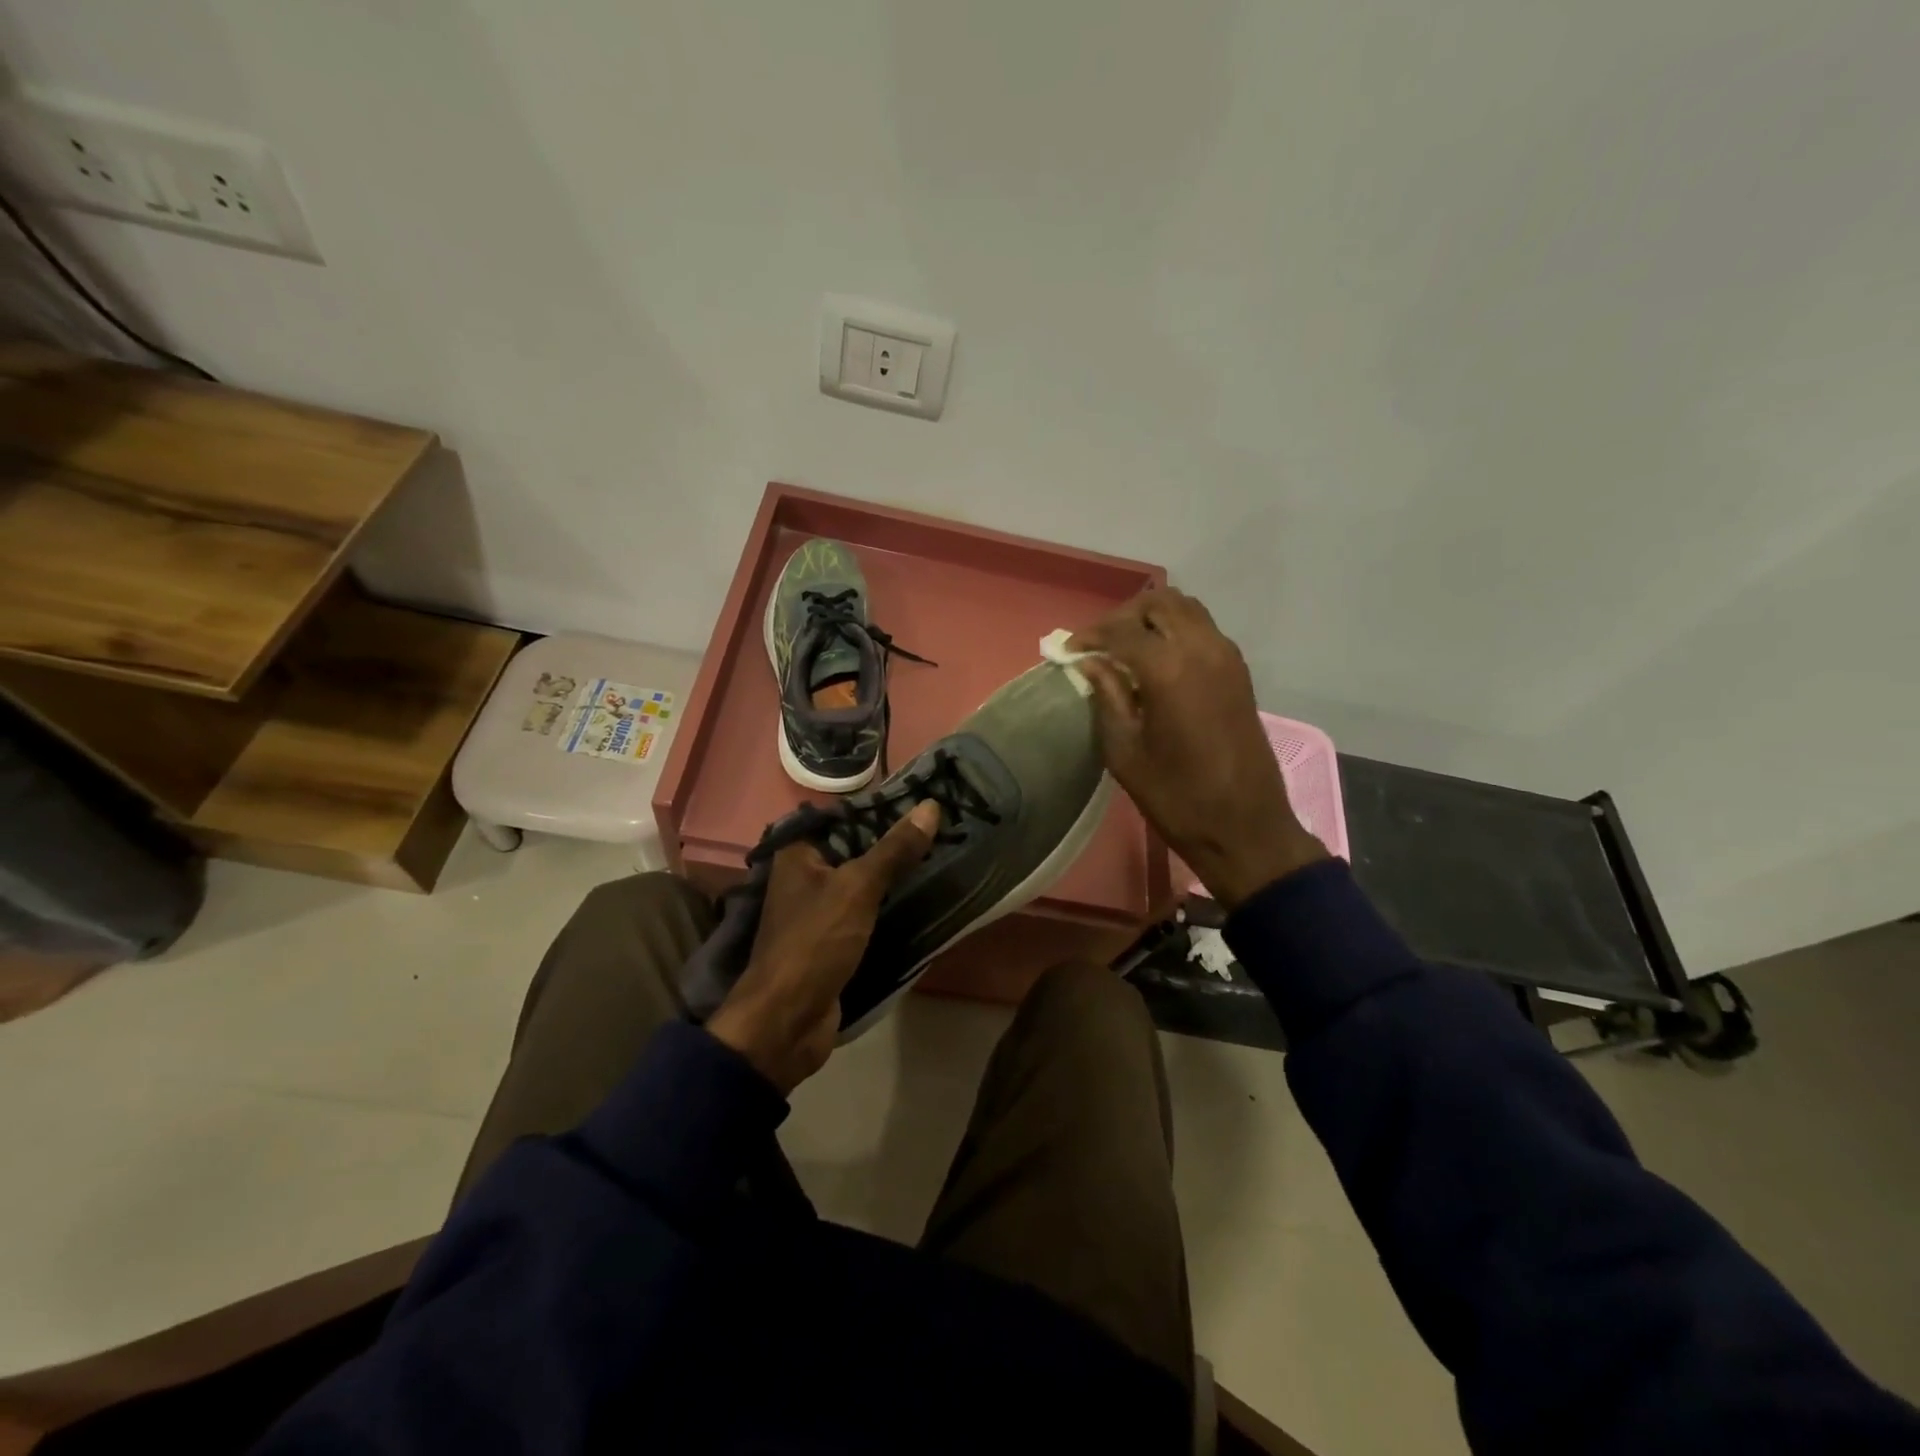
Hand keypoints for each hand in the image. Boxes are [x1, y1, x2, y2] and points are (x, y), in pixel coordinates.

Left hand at [707, 800, 940, 1092]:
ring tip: (942, 856)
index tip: (927, 802)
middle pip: (857, 849)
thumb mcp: (857, 888)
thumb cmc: (814, 942)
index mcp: (798, 852)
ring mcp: (819, 909)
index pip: (846, 816)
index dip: (884, 809)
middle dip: (896, 844)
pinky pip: (867, 911)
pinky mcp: (833, 939)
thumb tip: (931, 807)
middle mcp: (805, 875)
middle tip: (943, 828)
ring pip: (864, 882)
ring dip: (896, 875)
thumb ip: (894, 849)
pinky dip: (890, 905)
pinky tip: (924, 896)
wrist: (786, 1021)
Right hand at [1070, 588, 1324, 908]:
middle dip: (1123, 616)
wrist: (1245, 827)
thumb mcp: (1125, 752)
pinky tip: (1157, 662)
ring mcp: (1227, 656)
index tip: (1067, 650)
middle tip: (1098, 644)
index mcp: (1169, 670)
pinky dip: (1176, 630)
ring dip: (1152, 618)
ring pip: (1186, 609)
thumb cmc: (1177, 797)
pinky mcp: (1239, 671)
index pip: (1122, 631)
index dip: (1090, 636)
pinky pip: (1203, 629)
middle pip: (1159, 603)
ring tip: (1125, 648)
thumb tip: (1090, 662)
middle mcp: (1202, 649)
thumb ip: (1107, 697)